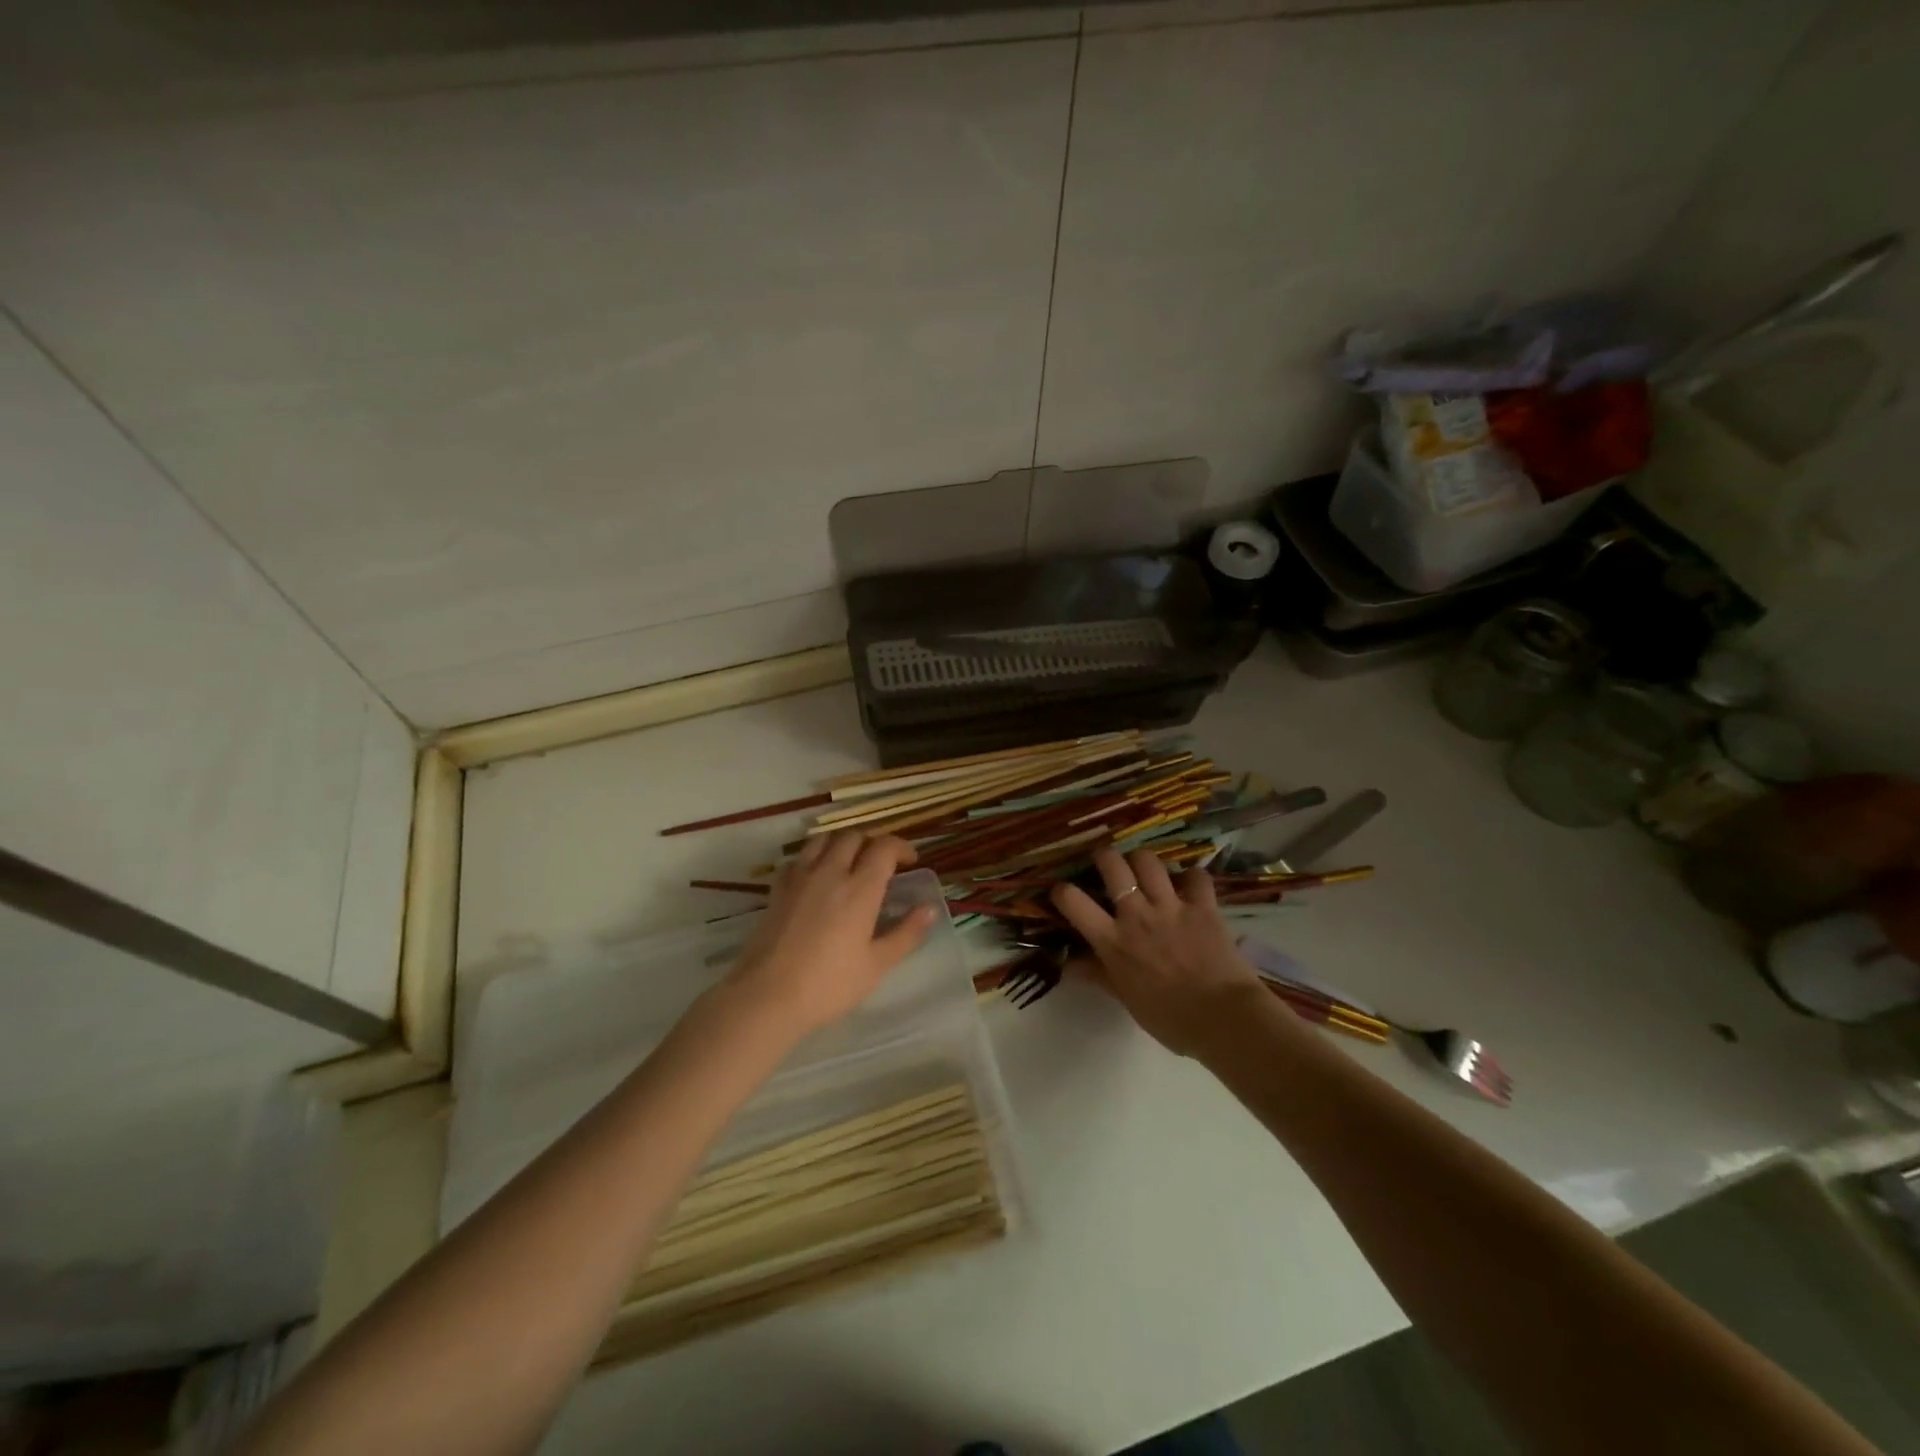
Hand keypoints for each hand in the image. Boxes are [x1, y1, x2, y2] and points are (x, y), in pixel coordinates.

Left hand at [728, 832, 936, 1034]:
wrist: (767, 996)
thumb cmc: (828, 985)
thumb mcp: (876, 965)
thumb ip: (906, 934)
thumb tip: (930, 909)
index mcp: (860, 889)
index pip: (884, 847)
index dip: (901, 847)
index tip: (910, 861)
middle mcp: (830, 872)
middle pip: (853, 836)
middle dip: (872, 842)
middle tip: (881, 862)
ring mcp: (800, 877)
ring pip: (823, 839)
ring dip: (842, 842)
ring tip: (849, 861)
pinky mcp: (777, 889)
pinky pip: (798, 858)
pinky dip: (812, 857)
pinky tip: (816, 876)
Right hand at [1051, 847, 1264, 1055]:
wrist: (1224, 1019)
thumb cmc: (1170, 1018)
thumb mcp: (1127, 1000)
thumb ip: (1099, 975)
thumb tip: (1069, 965)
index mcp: (1113, 941)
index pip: (1073, 902)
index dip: (1062, 891)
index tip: (1062, 891)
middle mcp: (1137, 915)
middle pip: (1112, 865)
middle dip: (1104, 857)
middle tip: (1106, 864)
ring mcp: (1171, 906)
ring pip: (1148, 861)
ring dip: (1143, 860)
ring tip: (1144, 868)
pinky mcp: (1203, 906)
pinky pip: (1196, 876)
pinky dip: (1192, 877)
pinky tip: (1190, 885)